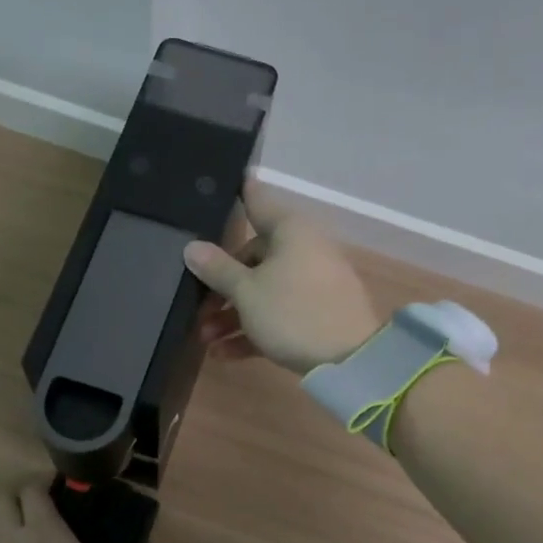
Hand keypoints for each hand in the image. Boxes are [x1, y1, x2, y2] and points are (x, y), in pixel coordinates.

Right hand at [183, 180, 380, 373]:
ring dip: (232, 315)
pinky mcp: (317, 315)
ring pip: (263, 291)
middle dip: (222, 285)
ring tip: (206, 339)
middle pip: (253, 258)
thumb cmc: (292, 312)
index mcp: (290, 230)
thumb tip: (192, 247)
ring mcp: (312, 284)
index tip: (225, 181)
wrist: (350, 360)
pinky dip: (253, 330)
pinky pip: (278, 315)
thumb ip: (217, 269)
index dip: (239, 191)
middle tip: (198, 307)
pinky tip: (224, 354)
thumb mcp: (247, 292)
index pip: (257, 201)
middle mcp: (303, 250)